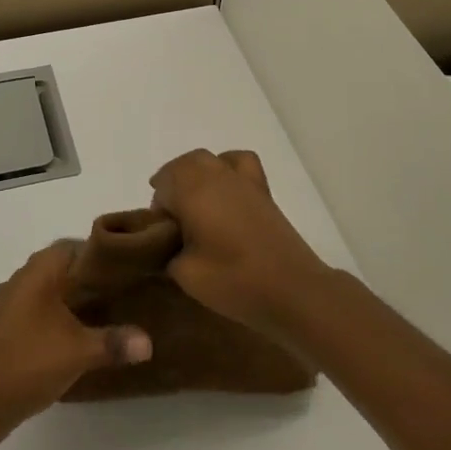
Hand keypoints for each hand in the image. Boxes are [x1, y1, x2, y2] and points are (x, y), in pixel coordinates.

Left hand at [0, 242, 151, 436]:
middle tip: (118, 292)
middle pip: (58, 267)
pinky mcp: (1, 328)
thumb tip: (148, 342)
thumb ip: (115, 342)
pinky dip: (53, 316)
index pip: (71, 246)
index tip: (123, 269)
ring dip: (69, 298)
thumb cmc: (29, 363)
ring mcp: (5, 305)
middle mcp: (18, 281)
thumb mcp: (79, 352)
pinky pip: (33, 310)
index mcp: (36, 274)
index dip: (98, 254)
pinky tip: (71, 336)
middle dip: (86, 278)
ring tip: (101, 314)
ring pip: (44, 290)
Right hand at [148, 149, 332, 335]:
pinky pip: (238, 162)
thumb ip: (168, 253)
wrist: (292, 289)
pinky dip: (225, 166)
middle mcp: (215, 176)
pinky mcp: (262, 190)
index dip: (158, 210)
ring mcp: (242, 180)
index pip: (162, 186)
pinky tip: (225, 190)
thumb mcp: (186, 274)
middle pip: (183, 165)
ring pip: (208, 160)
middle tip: (172, 221)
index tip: (163, 237)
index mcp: (193, 191)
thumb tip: (170, 244)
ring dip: (194, 174)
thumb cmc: (234, 281)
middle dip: (171, 186)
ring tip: (194, 204)